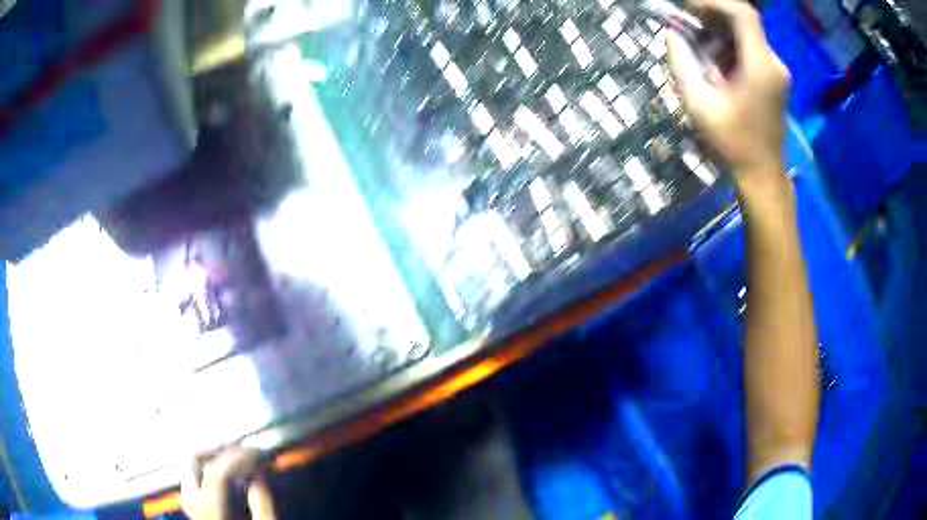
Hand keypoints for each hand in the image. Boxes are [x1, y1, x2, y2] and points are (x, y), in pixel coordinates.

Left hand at [181, 448, 276, 519]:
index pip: (219, 470)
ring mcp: (190, 504)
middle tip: (245, 451)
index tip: (264, 453)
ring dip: (215, 458)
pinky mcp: (195, 507)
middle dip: (219, 450)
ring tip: (241, 461)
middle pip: (193, 459)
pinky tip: (233, 477)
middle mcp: (191, 501)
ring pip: (192, 466)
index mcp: (209, 508)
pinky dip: (213, 470)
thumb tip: (262, 468)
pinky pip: (197, 478)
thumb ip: (264, 499)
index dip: (241, 456)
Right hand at [668, 0, 789, 189]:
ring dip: (720, 33)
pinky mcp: (775, 79)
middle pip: (744, 21)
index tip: (688, 7)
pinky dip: (730, 47)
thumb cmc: (732, 143)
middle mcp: (774, 63)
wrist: (762, 175)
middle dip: (713, 16)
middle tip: (687, 24)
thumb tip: (674, 33)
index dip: (713, 2)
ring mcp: (777, 71)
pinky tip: (716, 63)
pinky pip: (751, 49)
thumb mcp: (699, 103)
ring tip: (698, 47)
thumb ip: (682, 62)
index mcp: (760, 66)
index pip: (742, 14)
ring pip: (747, 34)